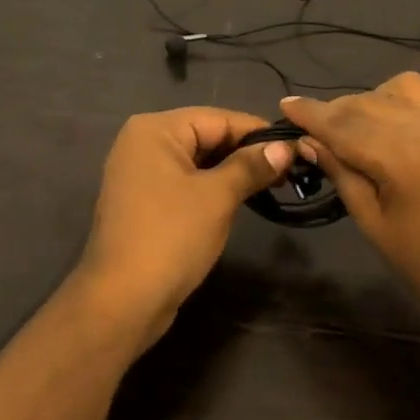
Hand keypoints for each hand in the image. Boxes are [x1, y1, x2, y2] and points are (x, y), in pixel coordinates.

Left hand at [74, 107, 291, 351]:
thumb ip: (251, 166)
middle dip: (246, 153)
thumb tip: (284, 147)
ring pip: (197, 161)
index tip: (296, 148)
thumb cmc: (171, 237)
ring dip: (232, 172)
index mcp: (154, 130)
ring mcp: (139, 174)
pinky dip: (212, 188)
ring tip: (272, 186)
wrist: (123, 300)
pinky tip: (240, 200)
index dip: (258, 133)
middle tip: (289, 172)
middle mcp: (142, 143)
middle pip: (206, 136)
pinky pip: (185, 183)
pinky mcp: (143, 202)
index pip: (218, 118)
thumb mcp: (217, 197)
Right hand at [281, 75, 419, 335]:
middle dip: (337, 112)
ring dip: (377, 99)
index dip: (310, 113)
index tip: (285, 105)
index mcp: (400, 155)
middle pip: (368, 102)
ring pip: (405, 86)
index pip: (342, 124)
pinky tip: (414, 120)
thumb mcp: (374, 225)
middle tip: (317, 132)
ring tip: (367, 127)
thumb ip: (342, 175)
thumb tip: (310, 143)